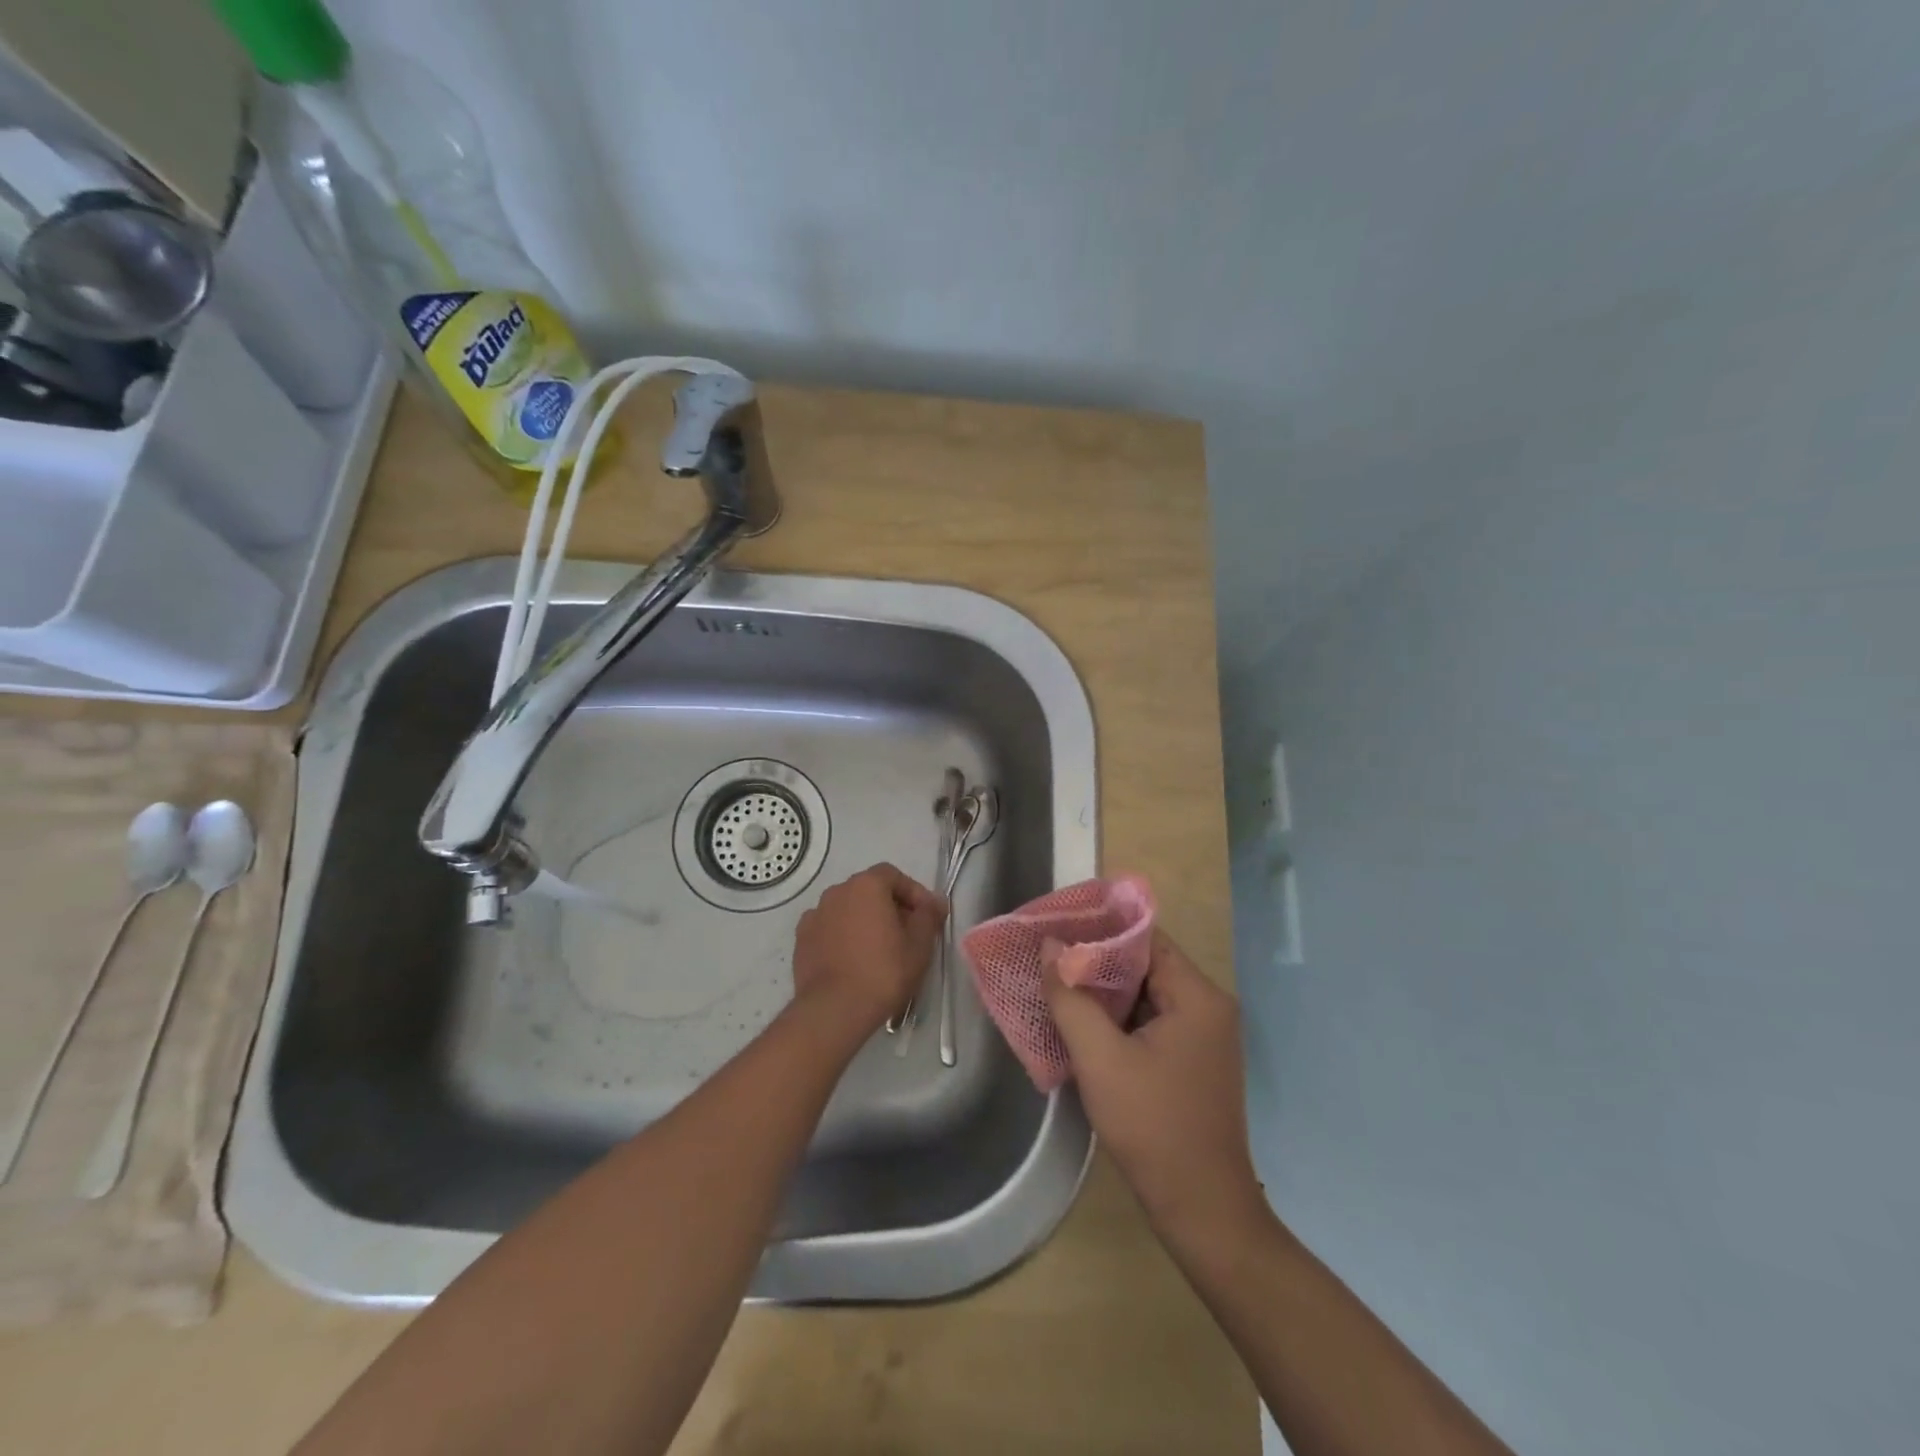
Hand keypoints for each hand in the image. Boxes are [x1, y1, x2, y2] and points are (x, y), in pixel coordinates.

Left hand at [792, 864, 946, 1034]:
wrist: (834, 1010)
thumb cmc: (883, 972)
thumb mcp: (919, 944)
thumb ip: (929, 915)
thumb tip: (935, 902)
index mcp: (866, 885)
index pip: (894, 876)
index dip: (914, 893)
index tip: (927, 916)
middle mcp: (837, 892)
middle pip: (870, 891)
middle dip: (890, 907)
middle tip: (907, 934)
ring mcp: (815, 915)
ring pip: (848, 910)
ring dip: (865, 921)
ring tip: (879, 950)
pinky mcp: (801, 940)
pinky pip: (830, 929)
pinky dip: (844, 937)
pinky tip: (853, 960)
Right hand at [1044, 930, 1267, 1243]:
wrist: (1202, 1212)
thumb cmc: (1153, 1127)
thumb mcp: (1101, 1059)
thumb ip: (1071, 997)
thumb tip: (1050, 947)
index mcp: (1197, 996)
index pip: (1145, 938)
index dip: (1100, 928)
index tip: (1057, 926)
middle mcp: (1207, 1007)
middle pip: (1145, 964)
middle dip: (1095, 960)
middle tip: (1048, 955)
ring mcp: (1202, 1036)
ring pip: (1144, 995)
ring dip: (1103, 992)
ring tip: (1055, 982)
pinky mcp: (1191, 1061)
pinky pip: (1150, 1022)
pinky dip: (1117, 1019)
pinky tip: (1080, 1022)